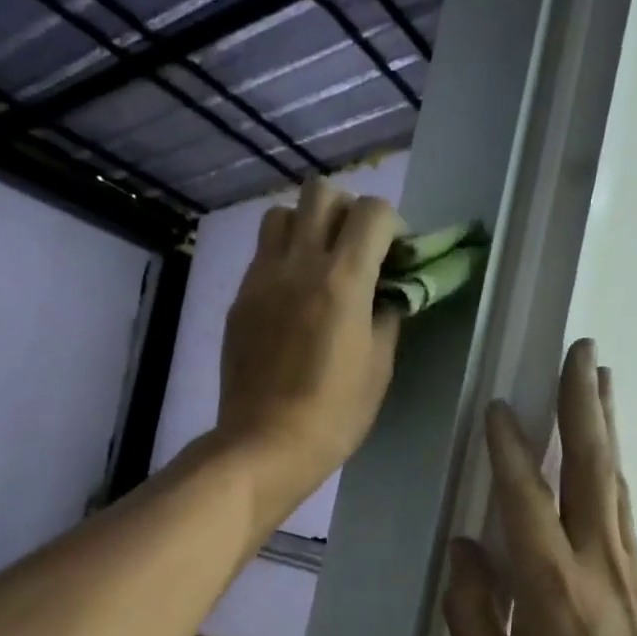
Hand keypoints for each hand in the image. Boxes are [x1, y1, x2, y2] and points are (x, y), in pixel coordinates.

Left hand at [216, 178, 404, 523]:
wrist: (266, 443)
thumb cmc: (334, 413)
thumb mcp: (379, 366)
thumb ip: (387, 315)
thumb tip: (387, 293)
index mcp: (343, 281)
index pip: (373, 211)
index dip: (393, 224)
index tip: (396, 255)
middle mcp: (299, 265)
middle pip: (321, 192)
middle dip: (348, 210)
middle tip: (357, 249)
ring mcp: (262, 278)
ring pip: (282, 214)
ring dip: (308, 226)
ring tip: (320, 263)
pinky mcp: (239, 299)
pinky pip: (262, 254)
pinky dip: (283, 257)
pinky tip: (293, 296)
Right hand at [443, 341, 636, 635]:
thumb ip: (470, 610)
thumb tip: (465, 547)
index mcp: (551, 587)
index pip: (524, 498)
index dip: (507, 448)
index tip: (498, 406)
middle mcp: (599, 563)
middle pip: (591, 467)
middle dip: (583, 403)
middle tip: (583, 350)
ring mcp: (633, 571)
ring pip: (615, 483)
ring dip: (604, 427)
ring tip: (599, 381)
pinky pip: (622, 514)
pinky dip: (609, 475)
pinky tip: (602, 464)